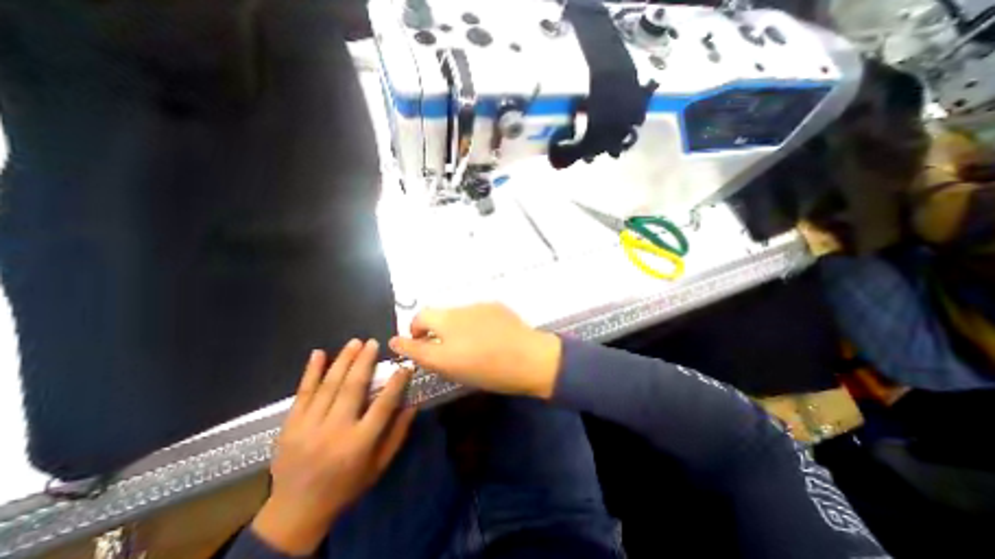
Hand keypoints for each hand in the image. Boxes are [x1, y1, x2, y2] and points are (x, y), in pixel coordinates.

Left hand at [256, 340, 415, 553]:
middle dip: (364, 362)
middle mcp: (334, 431)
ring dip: (343, 361)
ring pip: (328, 386)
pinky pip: (302, 394)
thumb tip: (413, 404)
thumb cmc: (346, 487)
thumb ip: (397, 434)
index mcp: (359, 444)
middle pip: (352, 389)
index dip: (396, 383)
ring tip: (355, 342)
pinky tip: (319, 354)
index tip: (404, 365)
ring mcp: (308, 427)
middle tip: (373, 342)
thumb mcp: (379, 466)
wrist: (294, 514)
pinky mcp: (289, 426)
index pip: (383, 405)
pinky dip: (311, 372)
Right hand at [387, 306, 558, 396]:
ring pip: (457, 314)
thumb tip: (397, 340)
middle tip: (445, 349)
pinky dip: (473, 322)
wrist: (530, 358)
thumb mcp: (449, 366)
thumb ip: (420, 351)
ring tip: (470, 344)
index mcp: (445, 321)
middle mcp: (459, 308)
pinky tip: (487, 336)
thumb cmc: (487, 368)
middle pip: (437, 314)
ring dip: (455, 326)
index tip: (418, 344)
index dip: (414, 332)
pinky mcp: (496, 305)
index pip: (419, 318)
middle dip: (434, 329)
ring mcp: (480, 305)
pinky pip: (476, 312)